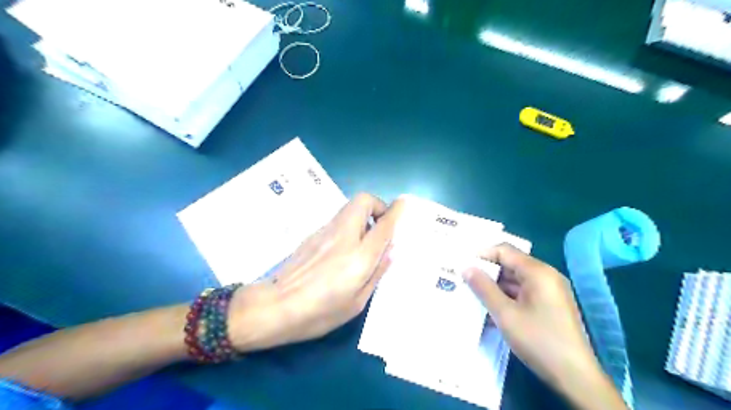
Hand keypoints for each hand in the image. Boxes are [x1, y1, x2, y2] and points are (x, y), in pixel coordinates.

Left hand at [228, 194, 401, 349]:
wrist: (276, 307)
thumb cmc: (320, 312)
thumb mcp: (357, 302)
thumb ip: (376, 272)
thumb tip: (390, 251)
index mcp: (359, 256)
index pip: (383, 224)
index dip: (396, 211)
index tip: (403, 205)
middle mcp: (343, 236)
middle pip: (363, 201)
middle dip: (377, 206)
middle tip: (380, 227)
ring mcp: (325, 232)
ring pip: (349, 209)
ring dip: (362, 217)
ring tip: (363, 242)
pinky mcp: (312, 235)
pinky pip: (337, 221)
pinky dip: (348, 226)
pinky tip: (342, 251)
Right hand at [465, 246, 625, 407]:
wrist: (575, 377)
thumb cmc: (538, 340)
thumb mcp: (505, 314)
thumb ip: (483, 288)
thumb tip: (466, 268)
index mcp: (538, 272)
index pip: (505, 251)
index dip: (482, 255)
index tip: (463, 265)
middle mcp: (546, 276)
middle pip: (511, 264)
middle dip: (487, 272)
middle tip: (465, 280)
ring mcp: (550, 291)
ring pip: (516, 280)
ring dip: (495, 286)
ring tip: (474, 295)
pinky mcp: (550, 305)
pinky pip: (524, 293)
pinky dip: (507, 297)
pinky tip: (492, 309)